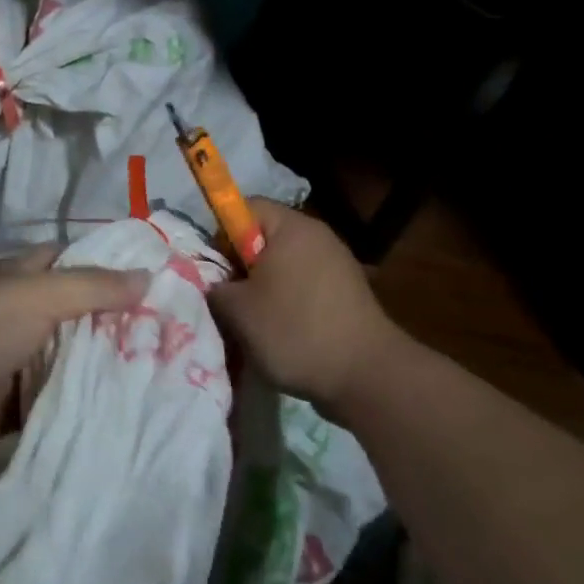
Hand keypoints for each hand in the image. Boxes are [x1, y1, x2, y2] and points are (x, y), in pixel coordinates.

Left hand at [0, 247, 148, 457]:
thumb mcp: (38, 294)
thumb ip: (93, 286)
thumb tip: (149, 274)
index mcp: (20, 277)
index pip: (71, 261)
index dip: (108, 264)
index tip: (157, 276)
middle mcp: (22, 313)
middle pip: (79, 311)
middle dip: (118, 318)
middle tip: (177, 329)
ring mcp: (22, 360)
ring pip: (75, 354)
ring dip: (109, 361)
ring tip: (169, 366)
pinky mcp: (23, 403)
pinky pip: (65, 394)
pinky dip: (91, 397)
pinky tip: (134, 401)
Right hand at [208, 200, 399, 413]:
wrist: (367, 376)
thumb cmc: (295, 330)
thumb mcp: (237, 311)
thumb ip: (216, 288)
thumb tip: (217, 285)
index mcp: (292, 227)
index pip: (245, 208)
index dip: (222, 234)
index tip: (216, 269)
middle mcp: (318, 236)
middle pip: (265, 237)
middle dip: (242, 266)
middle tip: (230, 299)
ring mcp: (338, 263)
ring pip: (285, 265)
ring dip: (265, 289)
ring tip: (255, 322)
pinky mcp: (348, 292)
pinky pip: (305, 286)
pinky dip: (290, 303)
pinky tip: (284, 334)